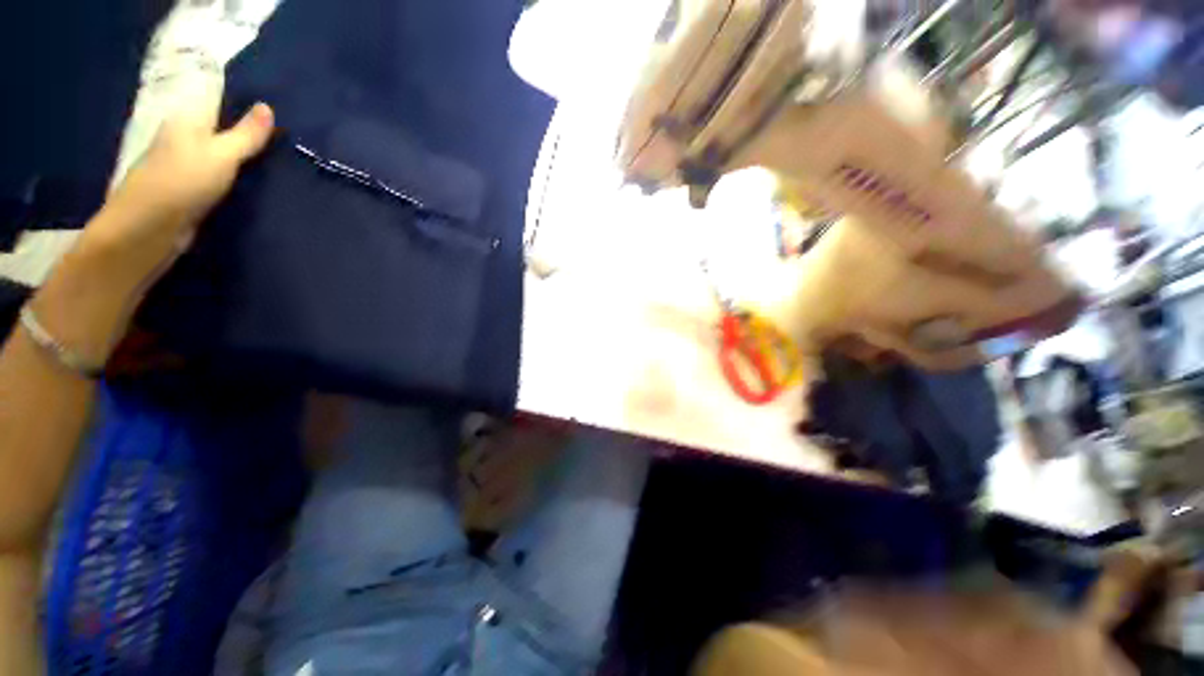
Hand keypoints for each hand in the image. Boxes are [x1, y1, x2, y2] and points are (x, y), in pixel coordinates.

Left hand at [79, 98, 274, 292]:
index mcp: (187, 121)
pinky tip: (259, 186)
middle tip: (287, 140)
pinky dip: (236, 179)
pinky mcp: (191, 192)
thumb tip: (266, 105)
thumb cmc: (183, 182)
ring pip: (221, 156)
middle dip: (248, 134)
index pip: (218, 102)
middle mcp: (184, 139)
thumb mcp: (221, 154)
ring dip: (244, 159)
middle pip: (220, 130)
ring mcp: (186, 167)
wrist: (149, 230)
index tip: (276, 114)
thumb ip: (246, 134)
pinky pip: (219, 178)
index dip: (244, 105)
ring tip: (280, 163)